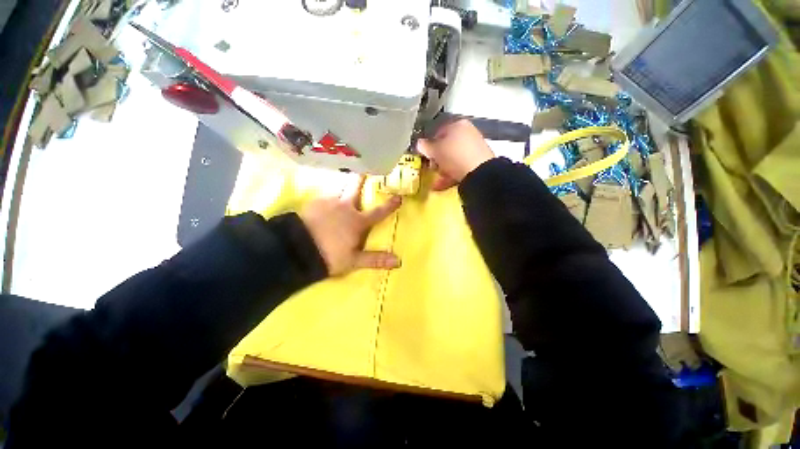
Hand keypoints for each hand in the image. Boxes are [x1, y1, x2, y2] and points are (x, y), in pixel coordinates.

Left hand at [300, 176, 401, 275]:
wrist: (297, 249)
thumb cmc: (329, 255)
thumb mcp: (353, 260)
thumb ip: (375, 259)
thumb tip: (398, 261)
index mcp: (357, 221)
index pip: (378, 212)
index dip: (389, 206)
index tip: (398, 197)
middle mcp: (345, 207)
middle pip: (355, 189)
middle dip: (360, 180)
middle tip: (363, 171)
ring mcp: (328, 203)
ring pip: (338, 192)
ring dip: (342, 190)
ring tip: (340, 191)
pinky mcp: (313, 204)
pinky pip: (323, 199)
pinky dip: (326, 201)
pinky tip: (322, 207)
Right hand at [417, 119, 494, 190]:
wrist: (479, 172)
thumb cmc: (454, 156)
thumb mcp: (435, 151)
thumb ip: (425, 147)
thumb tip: (419, 143)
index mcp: (458, 125)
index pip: (439, 133)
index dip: (430, 145)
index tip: (425, 156)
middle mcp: (468, 133)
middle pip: (447, 147)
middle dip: (437, 160)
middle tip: (433, 168)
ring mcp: (474, 148)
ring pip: (453, 159)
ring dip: (443, 170)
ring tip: (437, 180)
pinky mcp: (478, 162)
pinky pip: (460, 167)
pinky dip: (451, 175)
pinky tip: (442, 185)